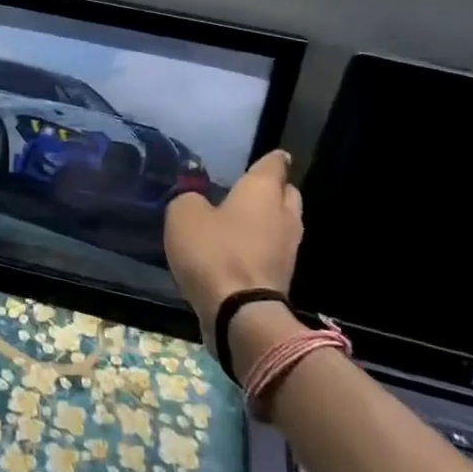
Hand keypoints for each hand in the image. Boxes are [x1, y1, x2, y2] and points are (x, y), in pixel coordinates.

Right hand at [164, 150, 303, 345]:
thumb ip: (189, 199)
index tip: (267, 157)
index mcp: (263, 191)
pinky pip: (272, 251)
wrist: (240, 314)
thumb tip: (197, 202)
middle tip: (247, 191)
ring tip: (237, 222)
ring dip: (265, 222)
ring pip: (281, 223)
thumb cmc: (214, 252)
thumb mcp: (183, 215)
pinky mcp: (282, 277)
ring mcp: (288, 249)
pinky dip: (259, 248)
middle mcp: (284, 214)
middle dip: (271, 190)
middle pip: (286, 193)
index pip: (274, 164)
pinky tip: (236, 251)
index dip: (270, 159)